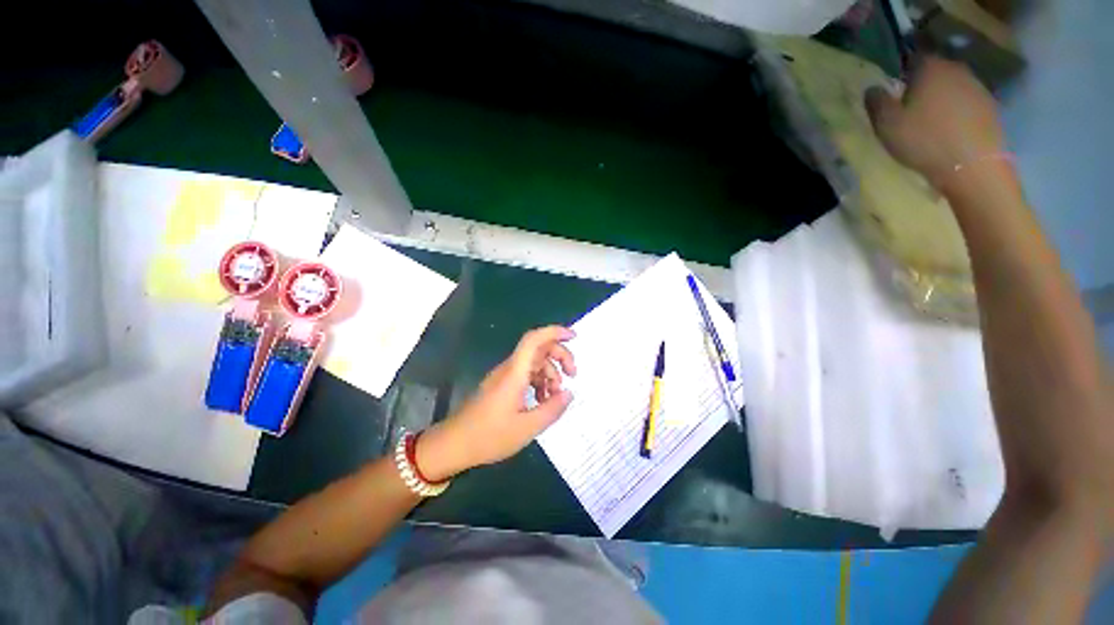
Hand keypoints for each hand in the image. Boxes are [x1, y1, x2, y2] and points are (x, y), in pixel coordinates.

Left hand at [416, 326, 576, 481]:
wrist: (453, 444)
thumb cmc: (489, 436)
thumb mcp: (527, 428)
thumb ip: (552, 409)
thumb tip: (569, 393)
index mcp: (515, 373)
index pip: (534, 340)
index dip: (554, 332)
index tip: (573, 337)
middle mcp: (509, 369)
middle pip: (538, 349)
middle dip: (559, 356)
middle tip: (573, 374)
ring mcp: (504, 376)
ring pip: (534, 363)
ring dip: (550, 373)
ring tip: (556, 396)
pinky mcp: (502, 385)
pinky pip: (526, 375)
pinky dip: (539, 382)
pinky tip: (543, 401)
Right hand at [865, 56, 1005, 190]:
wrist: (971, 165)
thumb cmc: (923, 140)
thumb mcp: (887, 124)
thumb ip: (877, 102)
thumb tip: (873, 89)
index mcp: (930, 68)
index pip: (913, 58)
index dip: (902, 72)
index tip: (895, 91)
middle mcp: (956, 69)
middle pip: (935, 71)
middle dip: (923, 85)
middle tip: (910, 108)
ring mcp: (977, 87)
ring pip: (952, 86)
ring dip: (941, 98)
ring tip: (930, 121)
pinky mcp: (989, 106)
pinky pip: (966, 103)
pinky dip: (957, 112)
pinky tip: (949, 130)